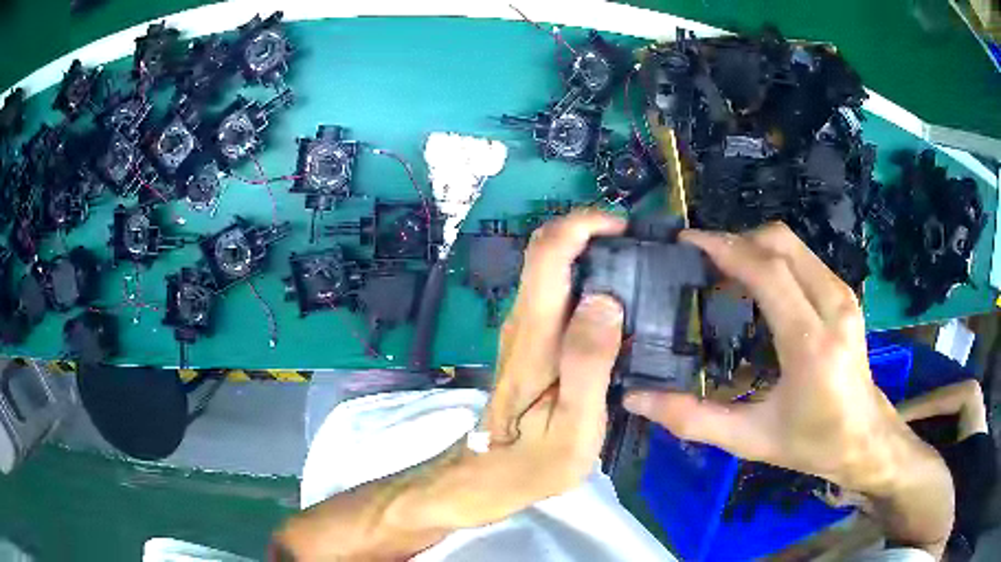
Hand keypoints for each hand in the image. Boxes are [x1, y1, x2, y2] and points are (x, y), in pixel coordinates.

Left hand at [419, 210, 626, 527]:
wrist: (493, 475)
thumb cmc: (536, 461)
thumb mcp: (575, 425)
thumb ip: (588, 363)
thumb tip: (606, 299)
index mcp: (534, 335)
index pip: (548, 252)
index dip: (584, 225)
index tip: (626, 229)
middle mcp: (523, 321)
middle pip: (547, 250)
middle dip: (592, 233)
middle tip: (641, 249)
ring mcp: (524, 329)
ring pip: (553, 268)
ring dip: (591, 253)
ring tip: (638, 271)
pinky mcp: (531, 341)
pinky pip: (558, 292)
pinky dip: (587, 278)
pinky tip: (617, 302)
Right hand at [621, 223, 952, 553]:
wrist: (865, 438)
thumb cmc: (812, 442)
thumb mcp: (750, 439)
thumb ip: (694, 420)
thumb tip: (637, 399)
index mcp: (811, 344)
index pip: (767, 271)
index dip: (724, 248)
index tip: (686, 242)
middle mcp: (833, 306)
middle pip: (780, 243)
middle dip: (736, 241)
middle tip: (703, 263)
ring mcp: (843, 296)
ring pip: (793, 245)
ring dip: (755, 248)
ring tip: (725, 273)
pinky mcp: (845, 295)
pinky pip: (805, 258)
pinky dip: (775, 259)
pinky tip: (758, 286)